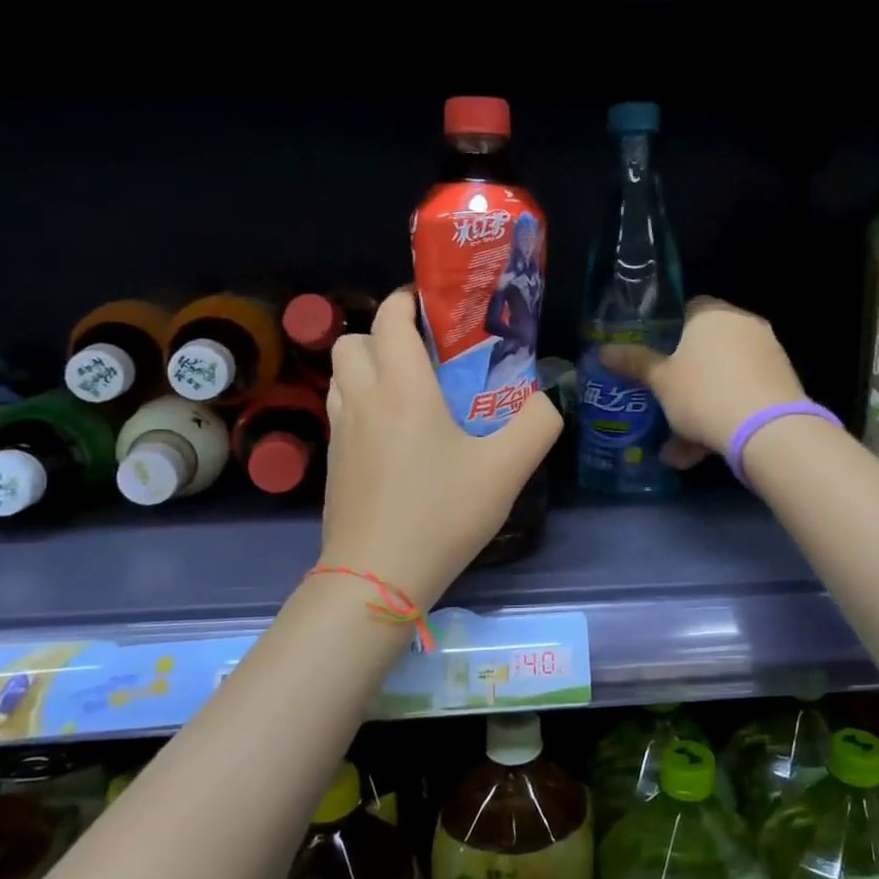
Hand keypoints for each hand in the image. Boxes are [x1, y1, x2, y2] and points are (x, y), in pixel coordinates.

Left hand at [320, 288, 561, 607]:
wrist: (377, 578)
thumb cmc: (442, 514)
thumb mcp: (508, 469)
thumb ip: (538, 423)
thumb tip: (546, 399)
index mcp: (403, 388)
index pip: (389, 320)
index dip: (406, 301)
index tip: (434, 306)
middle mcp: (363, 399)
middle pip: (353, 340)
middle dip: (384, 334)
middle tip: (424, 354)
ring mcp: (341, 432)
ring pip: (341, 375)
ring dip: (369, 366)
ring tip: (409, 389)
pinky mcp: (332, 462)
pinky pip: (342, 409)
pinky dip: (362, 401)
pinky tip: (395, 435)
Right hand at [598, 297, 806, 463]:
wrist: (768, 430)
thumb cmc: (704, 393)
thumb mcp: (661, 381)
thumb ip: (635, 363)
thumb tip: (603, 351)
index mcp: (713, 314)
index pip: (688, 308)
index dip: (669, 331)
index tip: (655, 356)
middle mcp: (744, 325)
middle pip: (708, 345)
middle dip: (686, 375)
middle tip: (665, 399)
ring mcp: (768, 353)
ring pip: (725, 377)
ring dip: (701, 405)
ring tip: (678, 446)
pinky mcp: (782, 383)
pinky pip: (743, 395)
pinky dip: (724, 416)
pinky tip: (702, 452)